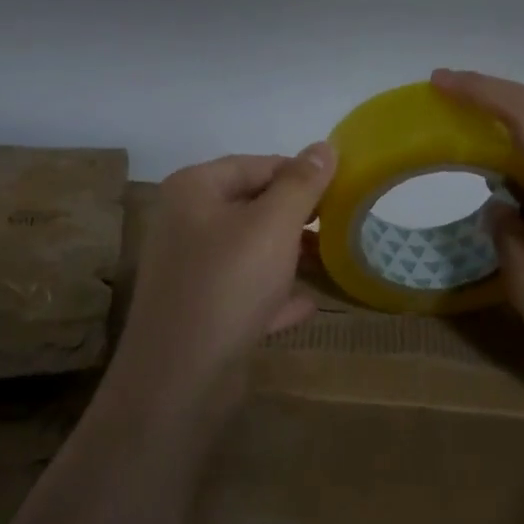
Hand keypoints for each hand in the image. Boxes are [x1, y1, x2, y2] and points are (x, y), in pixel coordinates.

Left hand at [111, 144, 337, 417]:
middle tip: (341, 228)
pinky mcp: (200, 309)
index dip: (302, 175)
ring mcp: (191, 269)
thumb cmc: (229, 284)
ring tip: (331, 262)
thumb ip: (302, 183)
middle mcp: (186, 222)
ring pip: (251, 251)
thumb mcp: (273, 225)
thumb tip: (325, 146)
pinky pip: (245, 290)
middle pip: (253, 207)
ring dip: (289, 257)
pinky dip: (273, 294)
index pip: (258, 164)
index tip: (342, 192)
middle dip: (298, 219)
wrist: (181, 378)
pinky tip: (305, 304)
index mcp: (195, 189)